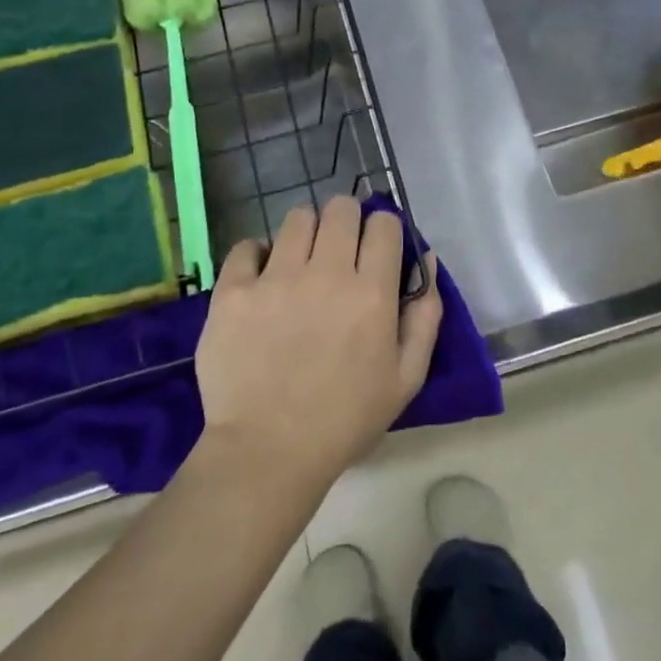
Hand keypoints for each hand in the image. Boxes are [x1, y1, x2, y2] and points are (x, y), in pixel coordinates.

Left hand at [195, 197, 442, 491]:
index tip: (376, 248)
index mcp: (371, 293)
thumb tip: (427, 259)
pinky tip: (261, 278)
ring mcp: (275, 279)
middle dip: (346, 220)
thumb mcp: (406, 378)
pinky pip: (246, 246)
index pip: (383, 223)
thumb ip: (426, 315)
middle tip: (339, 249)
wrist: (267, 453)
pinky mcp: (233, 291)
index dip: (383, 229)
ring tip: (300, 261)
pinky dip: (257, 255)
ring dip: (305, 232)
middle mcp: (325, 274)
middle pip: (340, 208)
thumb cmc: (345, 419)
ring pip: (296, 218)